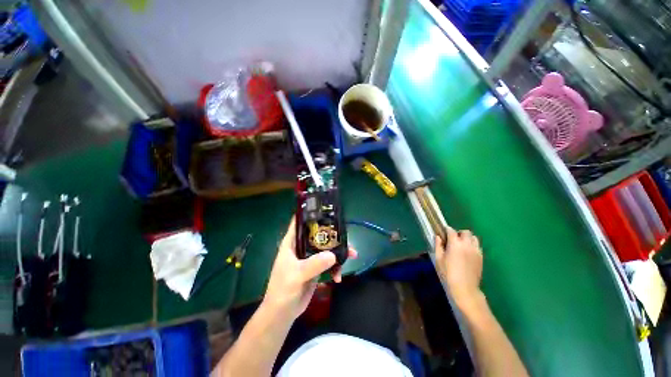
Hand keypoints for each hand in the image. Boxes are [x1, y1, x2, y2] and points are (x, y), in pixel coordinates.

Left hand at [262, 216, 355, 319]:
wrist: (283, 313)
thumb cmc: (283, 290)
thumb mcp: (296, 275)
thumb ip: (314, 264)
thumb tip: (333, 255)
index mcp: (292, 242)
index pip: (300, 222)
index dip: (310, 213)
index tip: (325, 209)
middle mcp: (301, 247)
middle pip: (318, 234)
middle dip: (333, 235)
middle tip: (346, 236)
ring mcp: (309, 257)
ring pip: (326, 248)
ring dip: (339, 251)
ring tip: (353, 255)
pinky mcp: (316, 268)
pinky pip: (329, 262)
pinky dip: (336, 267)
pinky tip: (338, 278)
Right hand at [434, 227, 482, 311]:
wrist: (464, 288)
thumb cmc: (448, 273)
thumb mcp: (438, 259)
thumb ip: (438, 245)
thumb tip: (438, 236)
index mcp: (455, 244)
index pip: (451, 231)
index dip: (446, 230)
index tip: (443, 232)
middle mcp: (467, 244)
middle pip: (465, 232)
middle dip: (458, 233)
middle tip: (453, 239)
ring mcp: (476, 251)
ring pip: (474, 238)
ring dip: (467, 238)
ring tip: (461, 245)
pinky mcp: (481, 257)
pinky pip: (478, 246)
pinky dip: (472, 245)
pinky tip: (467, 252)